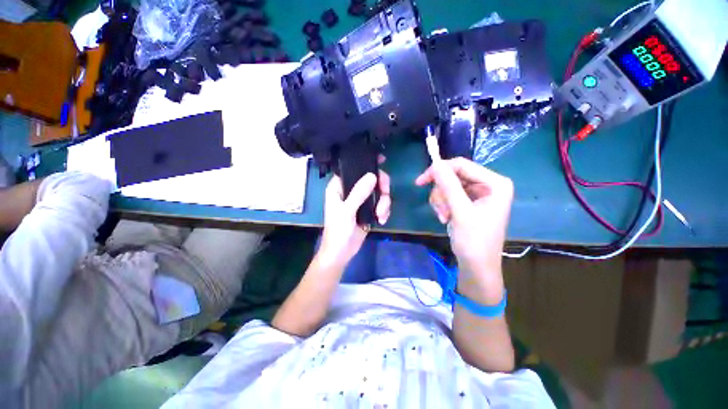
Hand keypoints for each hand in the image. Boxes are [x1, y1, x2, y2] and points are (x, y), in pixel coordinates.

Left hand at [318, 169, 390, 268]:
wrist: (342, 253)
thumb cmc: (338, 231)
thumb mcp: (346, 211)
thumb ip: (358, 193)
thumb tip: (372, 175)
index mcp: (339, 187)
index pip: (353, 169)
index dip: (366, 163)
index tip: (381, 162)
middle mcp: (351, 191)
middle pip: (371, 179)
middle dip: (381, 188)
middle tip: (385, 195)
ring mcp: (361, 200)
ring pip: (379, 192)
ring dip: (384, 203)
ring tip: (380, 215)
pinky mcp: (369, 210)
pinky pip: (381, 203)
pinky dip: (384, 211)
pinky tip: (381, 220)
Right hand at [415, 158, 512, 299]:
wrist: (476, 266)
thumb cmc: (474, 241)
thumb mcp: (461, 212)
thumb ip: (449, 186)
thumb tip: (435, 164)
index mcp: (495, 183)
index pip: (462, 165)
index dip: (439, 170)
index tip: (420, 181)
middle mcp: (488, 184)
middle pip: (454, 176)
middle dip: (442, 193)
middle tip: (440, 210)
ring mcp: (478, 193)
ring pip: (448, 186)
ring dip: (441, 201)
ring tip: (444, 217)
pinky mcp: (469, 201)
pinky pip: (449, 195)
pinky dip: (443, 205)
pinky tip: (446, 218)